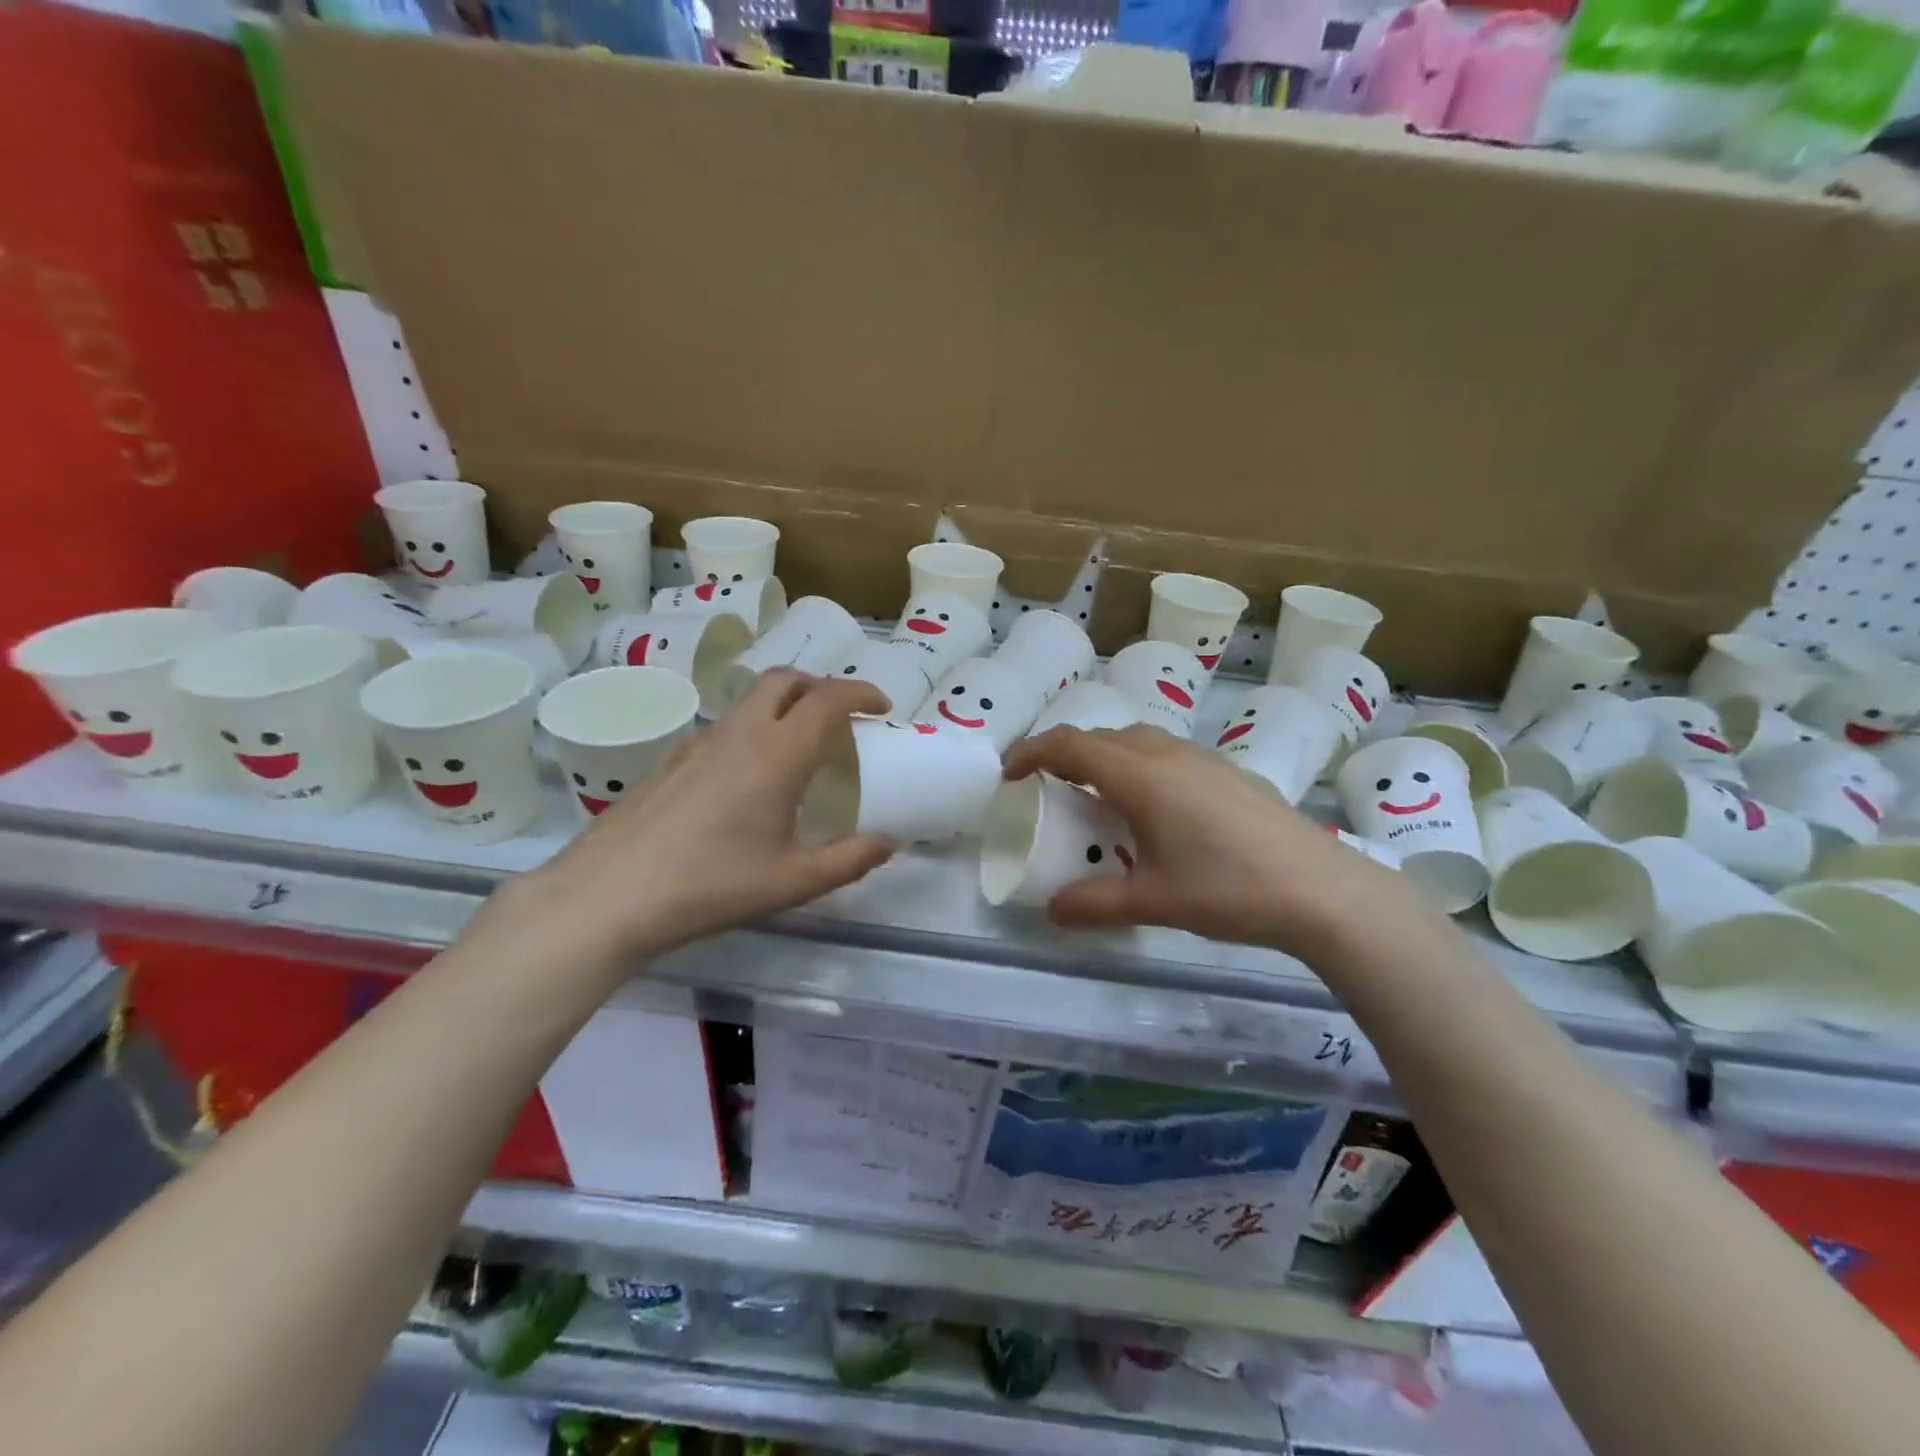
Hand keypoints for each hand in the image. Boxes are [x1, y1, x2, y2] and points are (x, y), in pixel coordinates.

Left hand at [517, 671, 894, 959]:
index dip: (861, 694)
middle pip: (785, 680)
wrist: (609, 895)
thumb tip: (889, 843)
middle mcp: (740, 733)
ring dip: (785, 705)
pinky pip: (725, 726)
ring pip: (751, 700)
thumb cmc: (711, 885)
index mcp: (778, 754)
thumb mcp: (793, 881)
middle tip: (841, 717)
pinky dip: (753, 729)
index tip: (881, 708)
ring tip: (799, 747)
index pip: (828, 698)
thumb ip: (849, 859)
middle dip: (821, 686)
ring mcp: (699, 742)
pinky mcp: (671, 759)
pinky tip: (747, 777)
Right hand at [1002, 725, 1416, 960]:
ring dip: (1106, 756)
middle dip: (1066, 754)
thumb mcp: (1152, 901)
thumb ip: (1094, 904)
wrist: (1322, 890)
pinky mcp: (1229, 772)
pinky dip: (1140, 765)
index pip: (1070, 745)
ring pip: (1138, 739)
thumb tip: (1051, 911)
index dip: (1032, 752)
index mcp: (1140, 776)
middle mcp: (1167, 754)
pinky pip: (1167, 753)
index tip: (1009, 774)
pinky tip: (1156, 808)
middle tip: (1050, 788)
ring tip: (1099, 795)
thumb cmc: (1228, 889)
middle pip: (1102, 736)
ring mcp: (1203, 759)